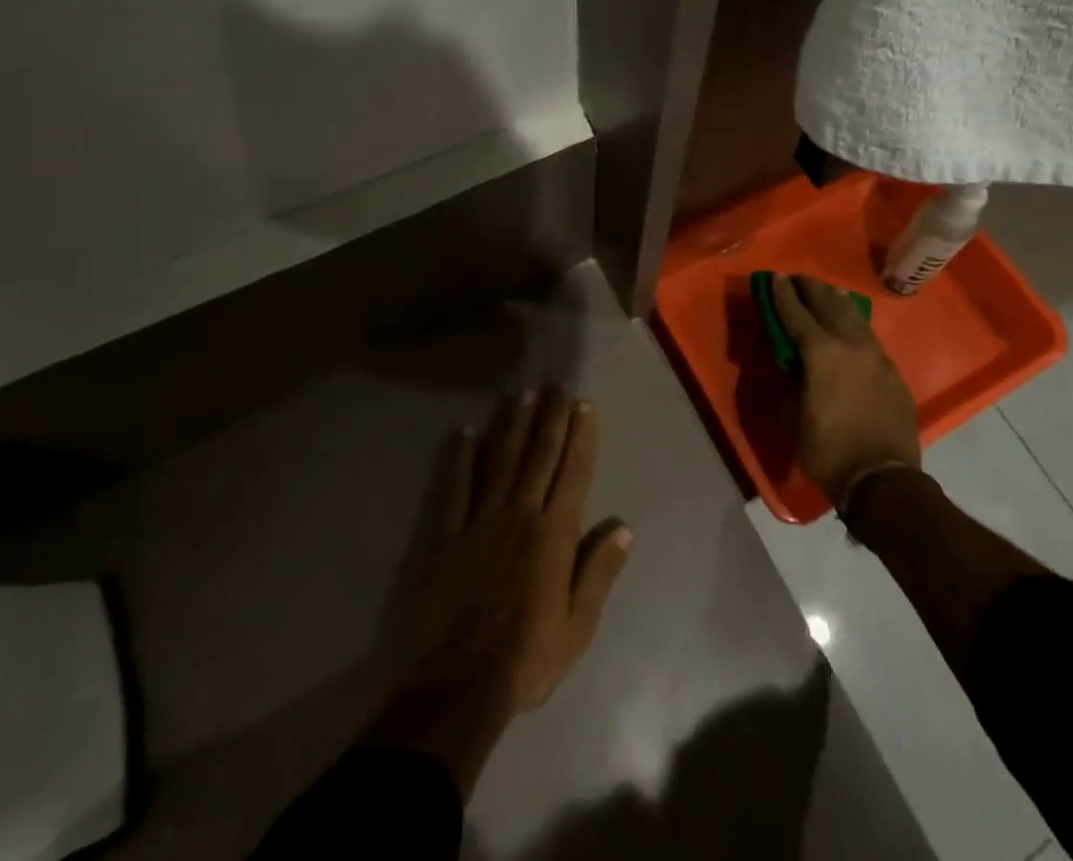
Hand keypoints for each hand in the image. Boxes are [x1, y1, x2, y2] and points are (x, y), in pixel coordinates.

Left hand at [365, 385, 632, 792]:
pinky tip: (467, 432)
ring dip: (513, 424)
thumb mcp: (577, 628)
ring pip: (501, 461)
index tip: (584, 405)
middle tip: (556, 384)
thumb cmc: (525, 660)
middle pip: (539, 455)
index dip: (580, 436)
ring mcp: (480, 522)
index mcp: (554, 536)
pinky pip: (456, 488)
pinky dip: (462, 458)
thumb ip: (599, 572)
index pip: (573, 473)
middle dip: (551, 417)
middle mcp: (520, 516)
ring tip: (522, 393)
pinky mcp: (447, 536)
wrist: (455, 688)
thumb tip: (625, 527)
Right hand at [772, 275, 921, 507]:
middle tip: (798, 278)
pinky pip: (870, 337)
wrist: (884, 478)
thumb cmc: (829, 451)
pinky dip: (855, 324)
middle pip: (829, 305)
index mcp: (822, 353)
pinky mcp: (892, 371)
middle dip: (811, 289)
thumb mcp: (795, 418)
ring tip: (826, 290)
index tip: (775, 278)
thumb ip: (791, 383)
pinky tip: (852, 325)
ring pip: (854, 316)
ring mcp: (876, 356)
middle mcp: (851, 344)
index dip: (783, 296)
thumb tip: (790, 364)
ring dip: (836, 301)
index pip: (797, 315)